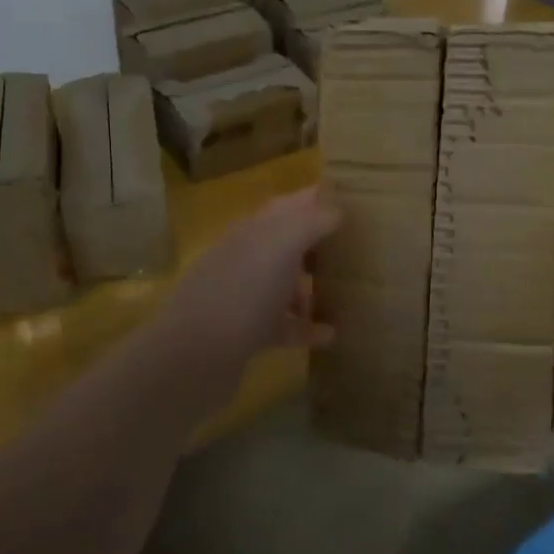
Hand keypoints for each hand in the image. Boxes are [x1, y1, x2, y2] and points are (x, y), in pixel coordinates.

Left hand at [157, 187, 340, 366]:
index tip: (355, 200)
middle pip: (287, 242)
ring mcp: (243, 295)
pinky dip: (305, 328)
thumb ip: (312, 221)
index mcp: (254, 229)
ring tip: (346, 292)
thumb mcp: (283, 244)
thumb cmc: (244, 290)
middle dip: (319, 243)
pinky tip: (329, 335)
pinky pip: (282, 324)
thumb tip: (337, 209)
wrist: (196, 355)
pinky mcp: (245, 333)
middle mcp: (247, 256)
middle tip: (358, 248)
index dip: (318, 197)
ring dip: (311, 286)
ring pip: (284, 283)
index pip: (290, 203)